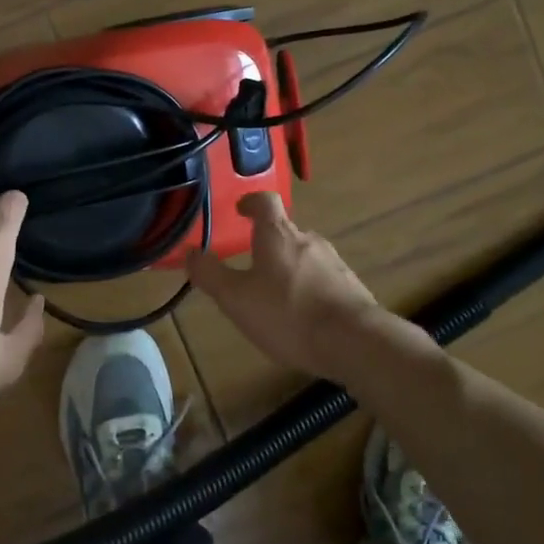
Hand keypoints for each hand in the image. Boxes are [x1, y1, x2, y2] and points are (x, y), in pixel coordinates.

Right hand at [185, 193, 385, 375]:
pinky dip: (307, 288)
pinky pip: (321, 279)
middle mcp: (308, 240)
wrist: (354, 342)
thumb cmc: (287, 314)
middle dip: (266, 244)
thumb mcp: (236, 298)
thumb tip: (190, 252)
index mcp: (278, 235)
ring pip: (304, 256)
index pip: (265, 201)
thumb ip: (210, 274)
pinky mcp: (351, 288)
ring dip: (287, 268)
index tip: (240, 209)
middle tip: (249, 264)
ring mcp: (334, 263)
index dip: (251, 202)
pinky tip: (300, 315)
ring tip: (273, 295)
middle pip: (285, 231)